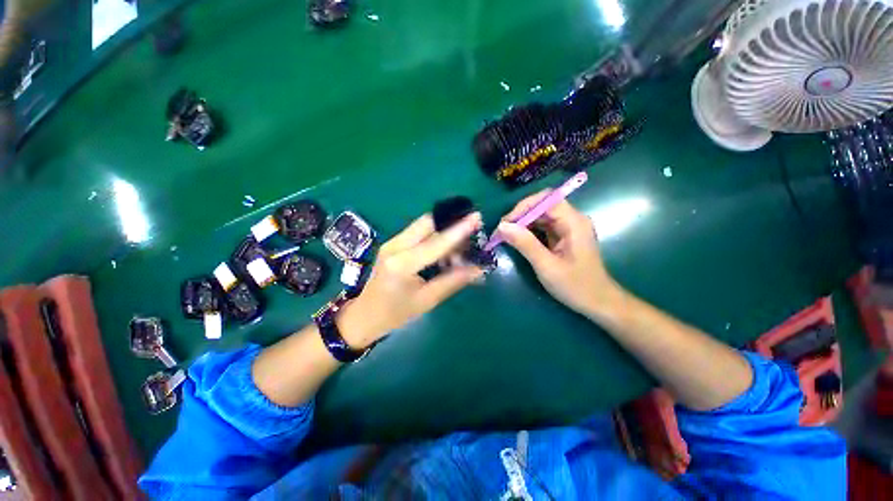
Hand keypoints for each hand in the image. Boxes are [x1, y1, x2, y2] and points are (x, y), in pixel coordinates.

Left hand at [339, 212, 484, 347]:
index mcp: (402, 264)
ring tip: (461, 245)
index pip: (436, 243)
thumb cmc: (395, 314)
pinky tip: (444, 250)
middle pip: (427, 223)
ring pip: (423, 225)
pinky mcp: (392, 244)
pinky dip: (434, 236)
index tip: (476, 217)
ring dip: (443, 230)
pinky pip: (417, 233)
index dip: (458, 230)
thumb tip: (478, 268)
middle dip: (451, 222)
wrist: (364, 315)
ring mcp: (391, 242)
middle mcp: (395, 246)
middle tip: (472, 229)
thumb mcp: (427, 300)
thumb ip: (453, 281)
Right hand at [497, 191, 618, 316]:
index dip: (523, 207)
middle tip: (501, 231)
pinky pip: (542, 226)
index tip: (506, 223)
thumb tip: (502, 226)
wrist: (597, 302)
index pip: (546, 200)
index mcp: (574, 222)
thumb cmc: (575, 286)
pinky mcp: (563, 236)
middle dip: (520, 215)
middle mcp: (572, 219)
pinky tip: (517, 239)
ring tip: (505, 235)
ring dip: (522, 223)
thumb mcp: (546, 266)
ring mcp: (568, 227)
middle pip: (542, 206)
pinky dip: (528, 231)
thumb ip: (525, 244)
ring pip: (540, 216)